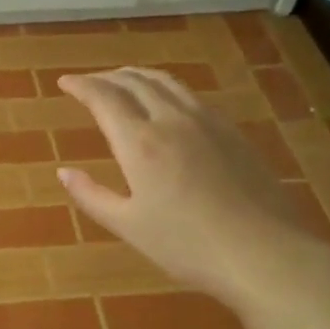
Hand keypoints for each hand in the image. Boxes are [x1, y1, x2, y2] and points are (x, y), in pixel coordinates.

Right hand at [57, 67, 325, 297]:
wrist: (265, 253)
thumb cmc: (188, 245)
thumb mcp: (129, 226)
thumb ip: (92, 196)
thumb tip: (64, 172)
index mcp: (140, 143)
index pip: (104, 98)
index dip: (81, 85)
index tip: (65, 82)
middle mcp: (171, 120)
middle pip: (134, 81)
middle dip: (106, 76)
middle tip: (89, 82)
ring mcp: (206, 121)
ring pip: (165, 82)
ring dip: (137, 75)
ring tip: (122, 80)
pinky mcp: (231, 131)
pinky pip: (189, 95)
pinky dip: (165, 87)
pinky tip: (166, 102)